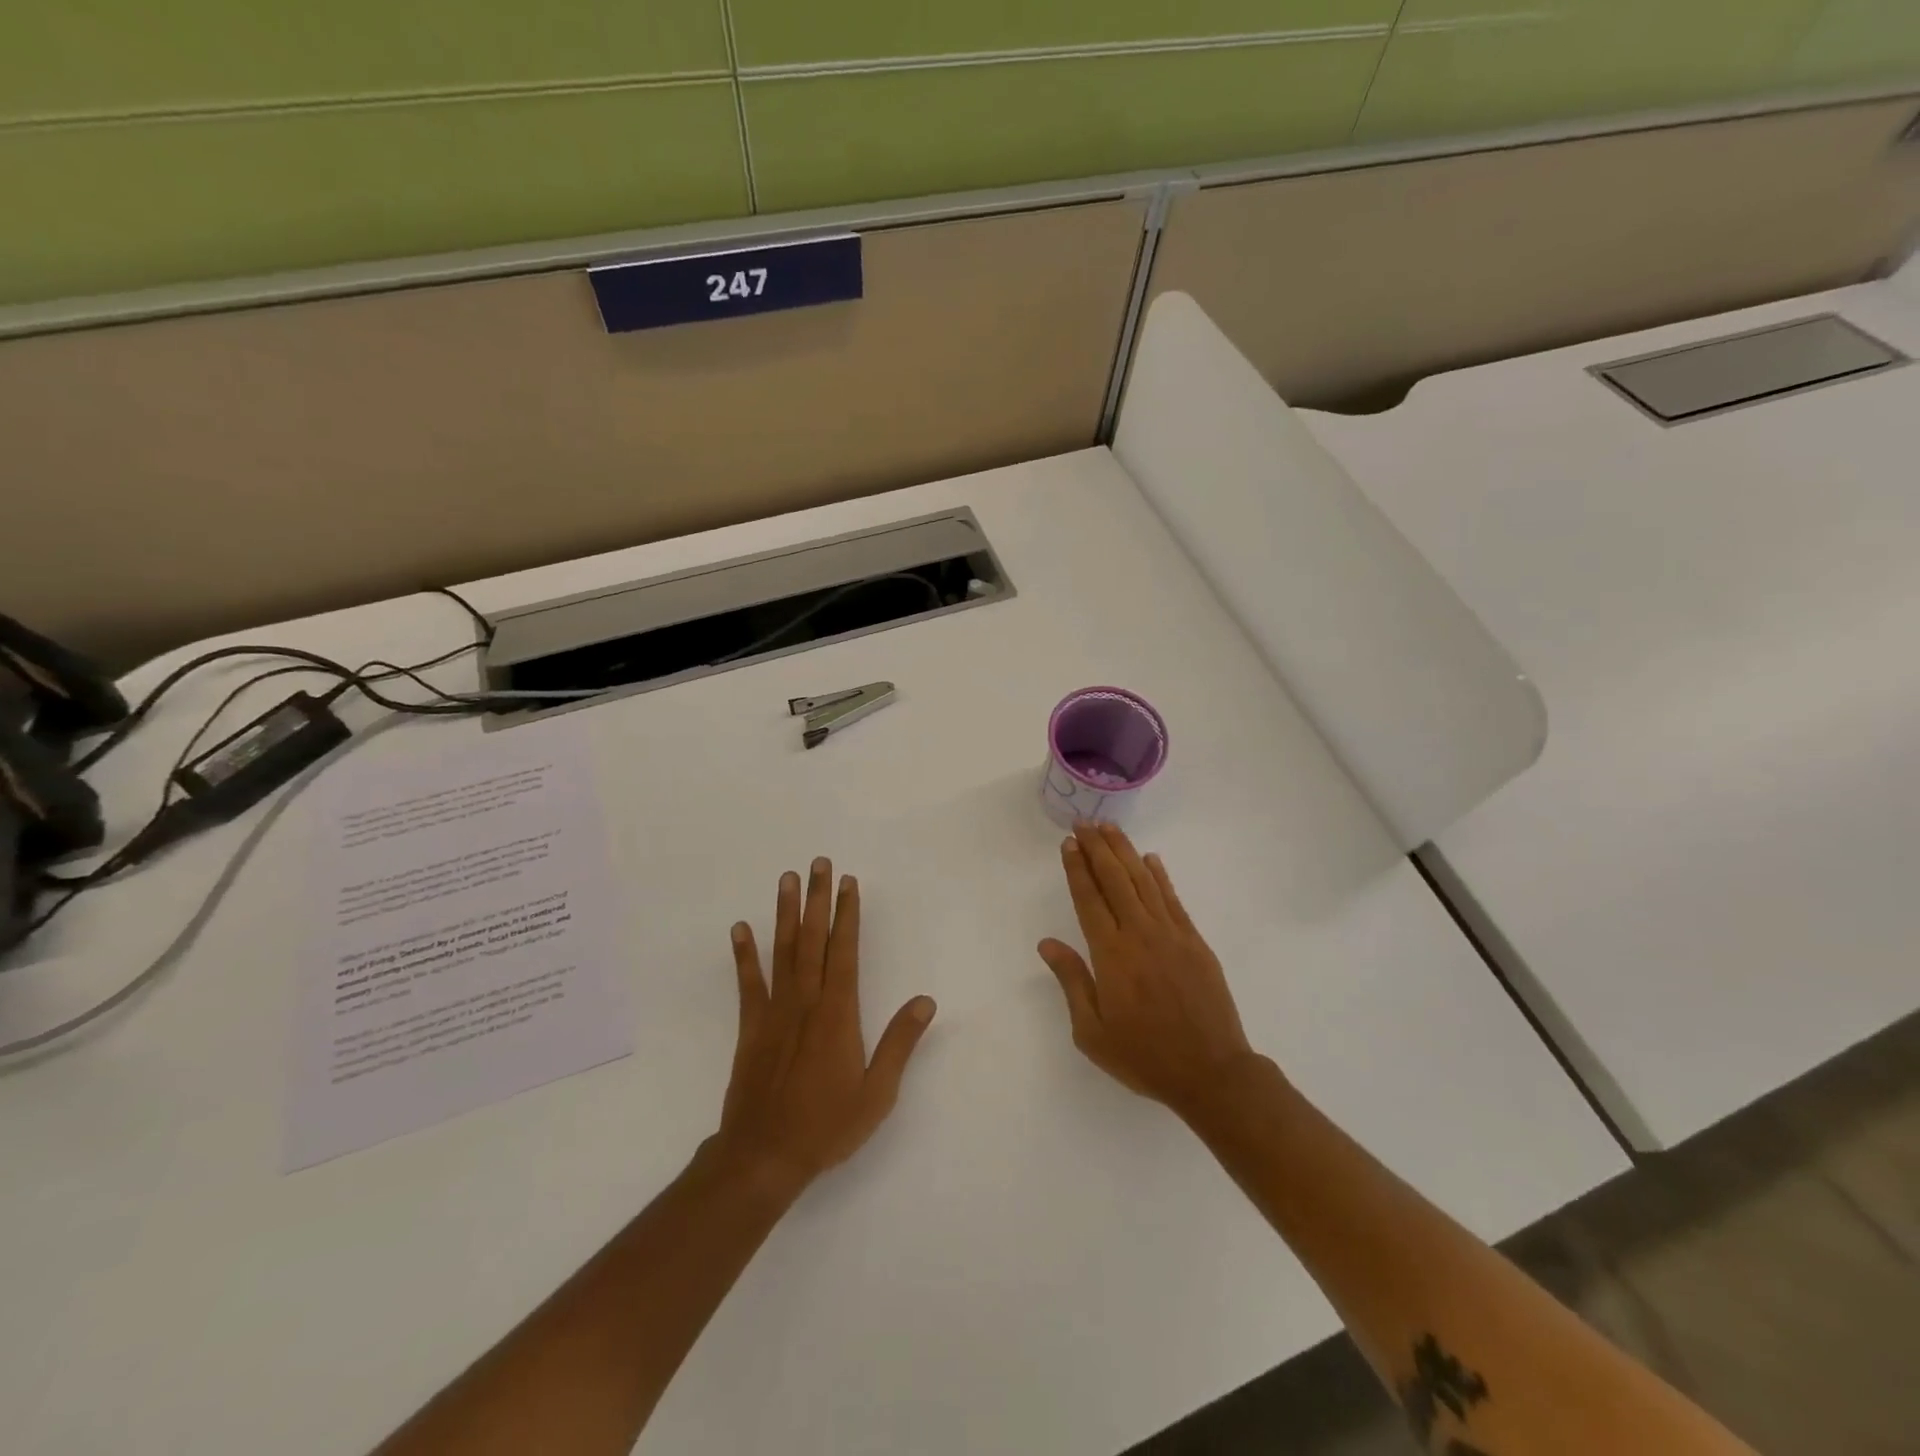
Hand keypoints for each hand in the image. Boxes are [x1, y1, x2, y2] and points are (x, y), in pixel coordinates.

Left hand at [712, 857, 936, 1198]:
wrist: (764, 1157)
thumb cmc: (827, 1125)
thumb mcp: (877, 1092)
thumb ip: (900, 1043)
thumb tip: (925, 1001)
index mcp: (838, 1013)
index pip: (845, 951)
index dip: (848, 915)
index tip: (850, 883)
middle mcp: (806, 1002)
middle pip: (813, 940)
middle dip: (818, 899)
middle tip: (819, 863)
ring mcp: (775, 1012)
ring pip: (783, 951)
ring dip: (786, 913)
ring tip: (787, 879)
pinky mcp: (751, 1027)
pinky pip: (748, 983)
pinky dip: (744, 955)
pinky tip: (741, 928)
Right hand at [1038, 822, 1258, 1121]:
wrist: (1212, 1072)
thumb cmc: (1144, 1056)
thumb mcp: (1093, 1032)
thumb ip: (1072, 981)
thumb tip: (1048, 943)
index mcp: (1111, 955)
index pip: (1089, 899)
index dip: (1077, 869)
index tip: (1069, 844)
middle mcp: (1140, 934)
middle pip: (1115, 880)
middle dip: (1097, 849)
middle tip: (1084, 824)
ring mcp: (1171, 934)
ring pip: (1144, 881)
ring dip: (1125, 852)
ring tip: (1110, 829)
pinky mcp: (1195, 941)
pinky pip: (1173, 899)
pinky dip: (1160, 876)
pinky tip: (1151, 859)